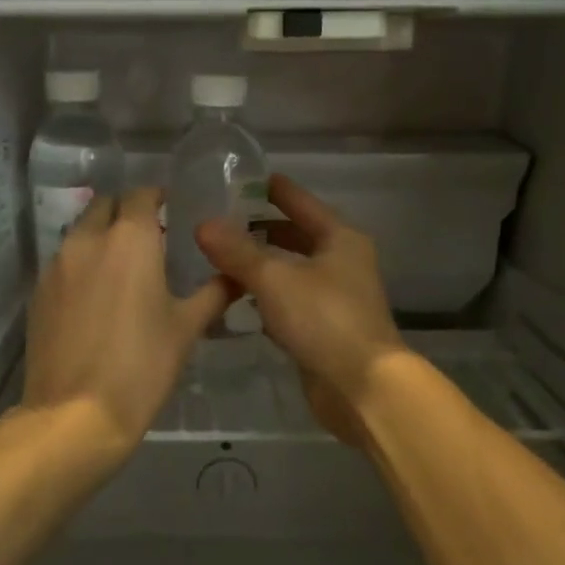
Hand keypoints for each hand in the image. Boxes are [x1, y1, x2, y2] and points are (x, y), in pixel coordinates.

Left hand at [22, 188, 230, 451]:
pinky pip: (64, 262)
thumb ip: (213, 293)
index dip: (157, 197)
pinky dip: (82, 264)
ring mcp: (57, 265)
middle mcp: (88, 239)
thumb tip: (235, 275)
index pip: (141, 194)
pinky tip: (96, 297)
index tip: (172, 210)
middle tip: (149, 237)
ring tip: (123, 267)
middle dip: (126, 211)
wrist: (74, 415)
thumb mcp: (186, 329)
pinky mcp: (39, 292)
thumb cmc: (141, 366)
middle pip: (105, 205)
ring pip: (81, 232)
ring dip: (102, 236)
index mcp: (130, 238)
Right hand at [195, 175, 405, 443]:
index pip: (300, 201)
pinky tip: (235, 298)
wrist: (362, 386)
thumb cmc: (323, 319)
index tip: (241, 178)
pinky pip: (288, 301)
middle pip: (296, 236)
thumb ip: (237, 251)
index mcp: (340, 238)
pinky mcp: (324, 328)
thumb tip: (203, 224)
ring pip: (290, 270)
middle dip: (260, 229)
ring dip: (260, 264)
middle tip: (219, 221)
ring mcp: (335, 296)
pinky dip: (265, 296)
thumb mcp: (274, 278)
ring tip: (218, 256)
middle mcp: (341, 261)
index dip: (272, 189)